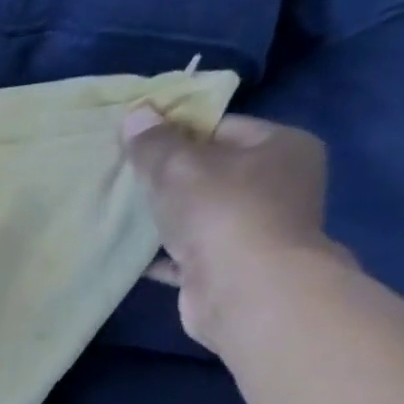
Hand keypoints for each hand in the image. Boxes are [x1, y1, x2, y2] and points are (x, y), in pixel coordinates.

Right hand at [122, 108, 349, 350]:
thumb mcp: (177, 166)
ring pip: (200, 214)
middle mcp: (279, 185)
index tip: (137, 142)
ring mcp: (257, 230)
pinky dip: (163, 254)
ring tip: (122, 212)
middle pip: (212, 171)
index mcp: (281, 147)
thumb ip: (154, 142)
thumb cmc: (220, 212)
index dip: (177, 132)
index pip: (222, 127)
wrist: (244, 290)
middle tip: (125, 177)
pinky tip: (131, 253)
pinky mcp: (232, 268)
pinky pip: (189, 253)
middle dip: (168, 176)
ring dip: (165, 216)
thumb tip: (137, 114)